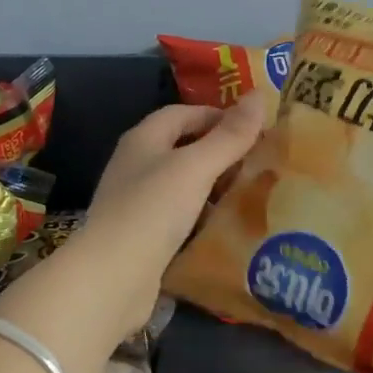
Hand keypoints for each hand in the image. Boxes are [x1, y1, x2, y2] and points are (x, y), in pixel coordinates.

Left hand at [74, 91, 269, 333]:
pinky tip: (227, 226)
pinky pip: (180, 216)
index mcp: (143, 139)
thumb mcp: (197, 167)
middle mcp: (136, 165)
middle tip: (260, 160)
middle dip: (220, 151)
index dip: (218, 116)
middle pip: (183, 147)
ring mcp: (137, 202)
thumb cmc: (153, 209)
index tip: (255, 128)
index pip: (183, 113)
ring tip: (252, 192)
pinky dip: (203, 216)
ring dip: (214, 186)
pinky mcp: (143, 236)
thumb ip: (229, 135)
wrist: (112, 277)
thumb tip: (259, 95)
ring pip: (183, 184)